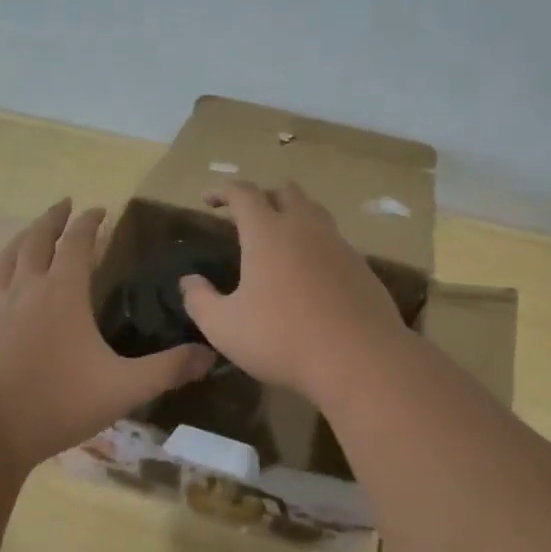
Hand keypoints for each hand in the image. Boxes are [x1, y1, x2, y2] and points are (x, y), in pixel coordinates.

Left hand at [0, 198, 215, 468]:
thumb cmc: (57, 402)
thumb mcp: (123, 388)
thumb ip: (168, 369)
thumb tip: (210, 354)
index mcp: (63, 292)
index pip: (77, 242)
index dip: (89, 222)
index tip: (100, 209)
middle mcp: (27, 289)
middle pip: (37, 239)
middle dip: (53, 218)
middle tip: (65, 204)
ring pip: (7, 258)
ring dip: (23, 237)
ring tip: (31, 230)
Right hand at [179, 180, 408, 401]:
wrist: (360, 359)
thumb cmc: (282, 338)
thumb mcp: (224, 327)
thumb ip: (200, 300)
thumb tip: (189, 282)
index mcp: (267, 232)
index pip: (243, 194)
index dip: (222, 191)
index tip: (208, 200)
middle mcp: (305, 228)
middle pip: (285, 192)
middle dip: (262, 196)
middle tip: (247, 216)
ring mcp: (338, 245)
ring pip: (314, 213)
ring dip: (293, 215)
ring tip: (279, 237)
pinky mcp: (361, 268)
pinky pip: (333, 242)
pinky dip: (315, 245)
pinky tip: (309, 272)